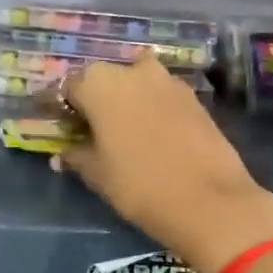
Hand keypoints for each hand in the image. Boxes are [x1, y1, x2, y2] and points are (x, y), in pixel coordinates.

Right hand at [59, 56, 272, 272]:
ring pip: (137, 85)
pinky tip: (153, 137)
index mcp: (99, 83)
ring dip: (127, 102)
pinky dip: (153, 109)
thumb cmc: (139, 185)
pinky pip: (162, 97)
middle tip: (93, 132)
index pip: (70, 88)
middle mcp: (133, 71)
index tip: (65, 129)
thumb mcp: (98, 174)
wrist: (210, 201)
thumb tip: (63, 154)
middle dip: (97, 101)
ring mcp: (168, 81)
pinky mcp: (194, 97)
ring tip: (124, 134)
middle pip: (105, 80)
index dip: (65, 109)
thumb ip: (77, 156)